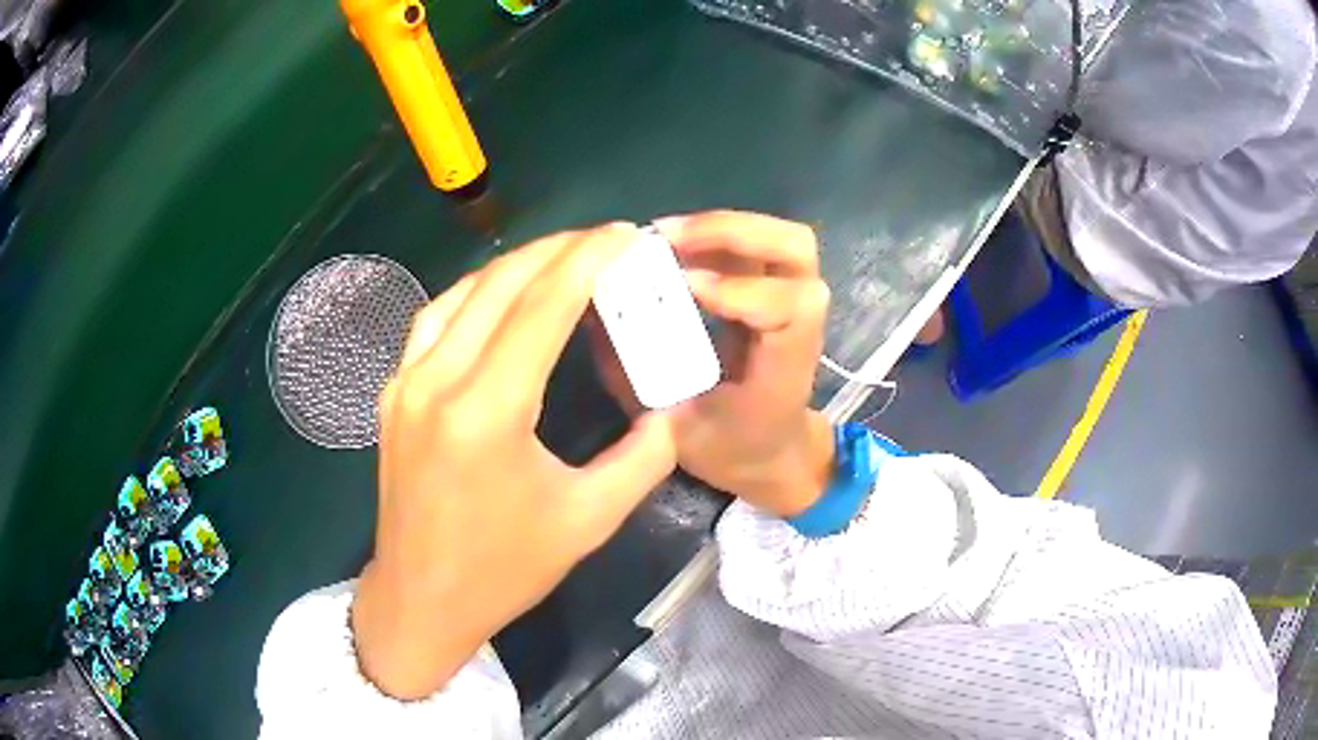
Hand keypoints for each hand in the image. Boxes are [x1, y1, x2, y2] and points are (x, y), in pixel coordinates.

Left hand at [352, 223, 677, 699]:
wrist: (421, 598)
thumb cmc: (504, 570)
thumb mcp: (589, 520)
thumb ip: (643, 457)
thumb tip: (670, 408)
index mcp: (488, 411)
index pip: (542, 305)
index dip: (588, 260)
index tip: (625, 234)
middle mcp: (437, 381)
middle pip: (500, 284)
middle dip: (558, 250)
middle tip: (604, 240)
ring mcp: (405, 383)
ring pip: (462, 293)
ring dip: (515, 265)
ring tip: (561, 257)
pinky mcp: (392, 394)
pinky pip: (434, 319)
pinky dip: (474, 293)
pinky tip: (500, 294)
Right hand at [590, 211, 833, 517]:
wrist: (771, 453)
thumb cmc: (728, 448)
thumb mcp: (672, 428)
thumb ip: (634, 374)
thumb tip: (593, 311)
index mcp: (785, 371)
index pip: (788, 309)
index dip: (738, 290)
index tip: (683, 286)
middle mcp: (800, 326)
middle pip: (793, 248)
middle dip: (731, 231)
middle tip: (667, 238)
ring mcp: (791, 301)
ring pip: (779, 237)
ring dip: (721, 226)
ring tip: (664, 238)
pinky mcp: (773, 291)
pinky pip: (755, 245)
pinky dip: (714, 235)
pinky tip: (673, 248)